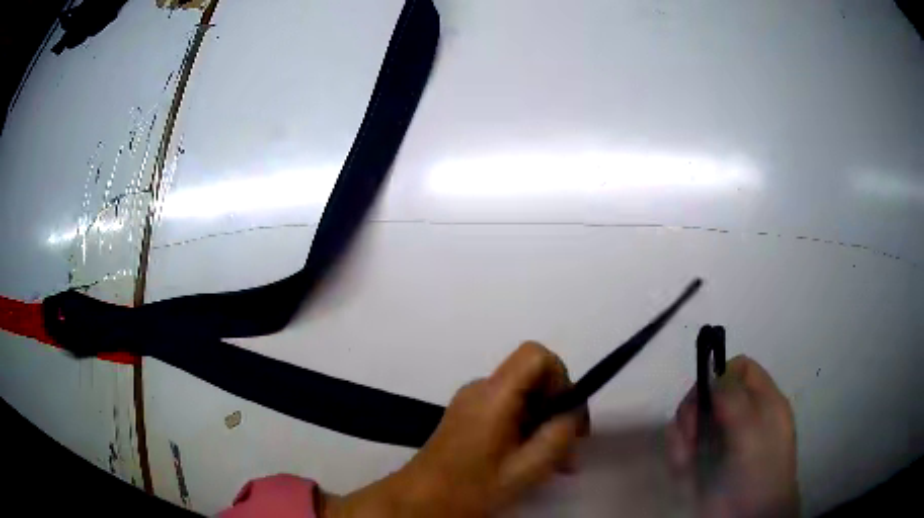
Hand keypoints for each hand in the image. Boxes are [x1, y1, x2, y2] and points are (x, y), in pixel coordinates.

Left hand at [326, 342, 587, 517]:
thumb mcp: (525, 469)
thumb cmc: (471, 487)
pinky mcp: (468, 415)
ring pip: (524, 397)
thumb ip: (557, 437)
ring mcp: (472, 401)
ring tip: (557, 464)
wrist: (421, 499)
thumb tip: (572, 414)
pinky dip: (527, 429)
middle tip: (569, 451)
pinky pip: (508, 409)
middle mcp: (481, 389)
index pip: (536, 355)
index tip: (565, 415)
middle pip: (533, 378)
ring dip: (544, 425)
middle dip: (557, 410)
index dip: (560, 378)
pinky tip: (532, 461)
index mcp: (493, 395)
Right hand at [667, 355, 799, 517]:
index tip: (704, 398)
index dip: (720, 375)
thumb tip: (711, 375)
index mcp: (762, 402)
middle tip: (692, 433)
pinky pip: (682, 446)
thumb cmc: (757, 473)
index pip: (740, 369)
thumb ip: (734, 399)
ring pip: (693, 420)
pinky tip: (683, 468)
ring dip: (683, 435)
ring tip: (687, 458)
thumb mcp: (752, 432)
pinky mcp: (702, 462)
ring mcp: (721, 440)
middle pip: (711, 393)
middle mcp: (741, 416)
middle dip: (695, 409)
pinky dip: (678, 454)